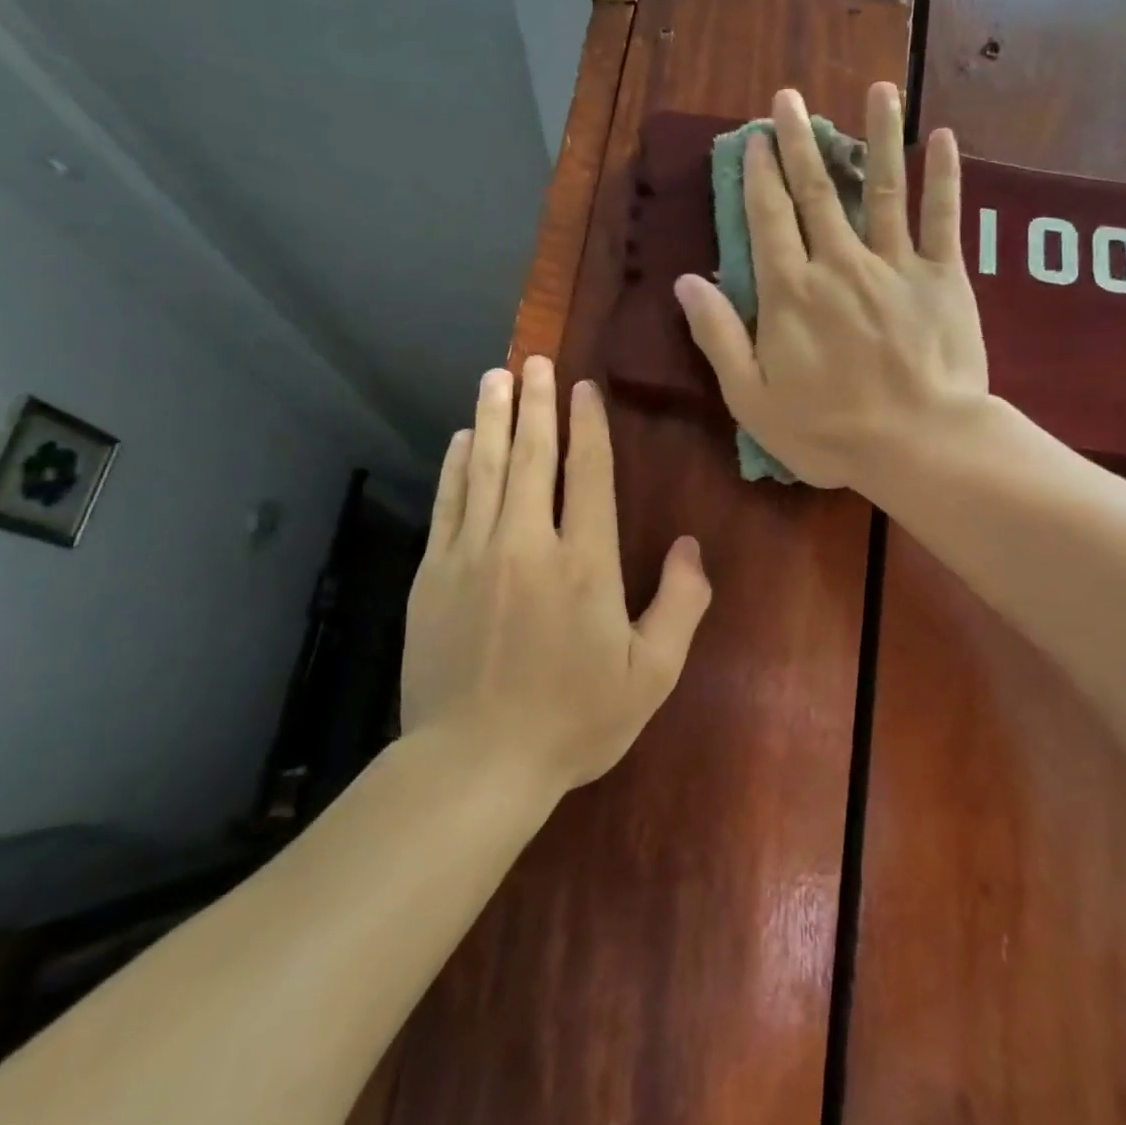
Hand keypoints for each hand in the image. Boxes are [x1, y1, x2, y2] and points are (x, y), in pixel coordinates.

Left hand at [401, 358, 711, 792]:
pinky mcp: (434, 574)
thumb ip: (681, 605)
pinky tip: (459, 441)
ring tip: (496, 377)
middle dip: (535, 404)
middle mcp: (528, 543)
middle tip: (534, 360)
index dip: (588, 426)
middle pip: (532, 457)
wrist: (475, 763)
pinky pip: (448, 503)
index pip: (587, 473)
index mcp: (586, 563)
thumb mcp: (652, 674)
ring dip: (492, 419)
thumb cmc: (574, 720)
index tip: (583, 388)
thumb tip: (691, 547)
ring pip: (485, 469)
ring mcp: (474, 555)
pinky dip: (455, 467)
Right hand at [674, 83, 988, 492]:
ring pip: (883, 188)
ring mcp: (895, 265)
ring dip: (877, 137)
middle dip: (801, 143)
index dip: (760, 176)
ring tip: (877, 90)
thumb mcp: (752, 399)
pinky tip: (944, 138)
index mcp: (791, 293)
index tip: (755, 139)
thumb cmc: (829, 432)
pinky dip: (944, 177)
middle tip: (791, 99)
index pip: (768, 219)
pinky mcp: (943, 278)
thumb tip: (685, 281)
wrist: (919, 444)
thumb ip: (719, 337)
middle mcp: (839, 263)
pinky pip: (943, 218)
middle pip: (817, 192)